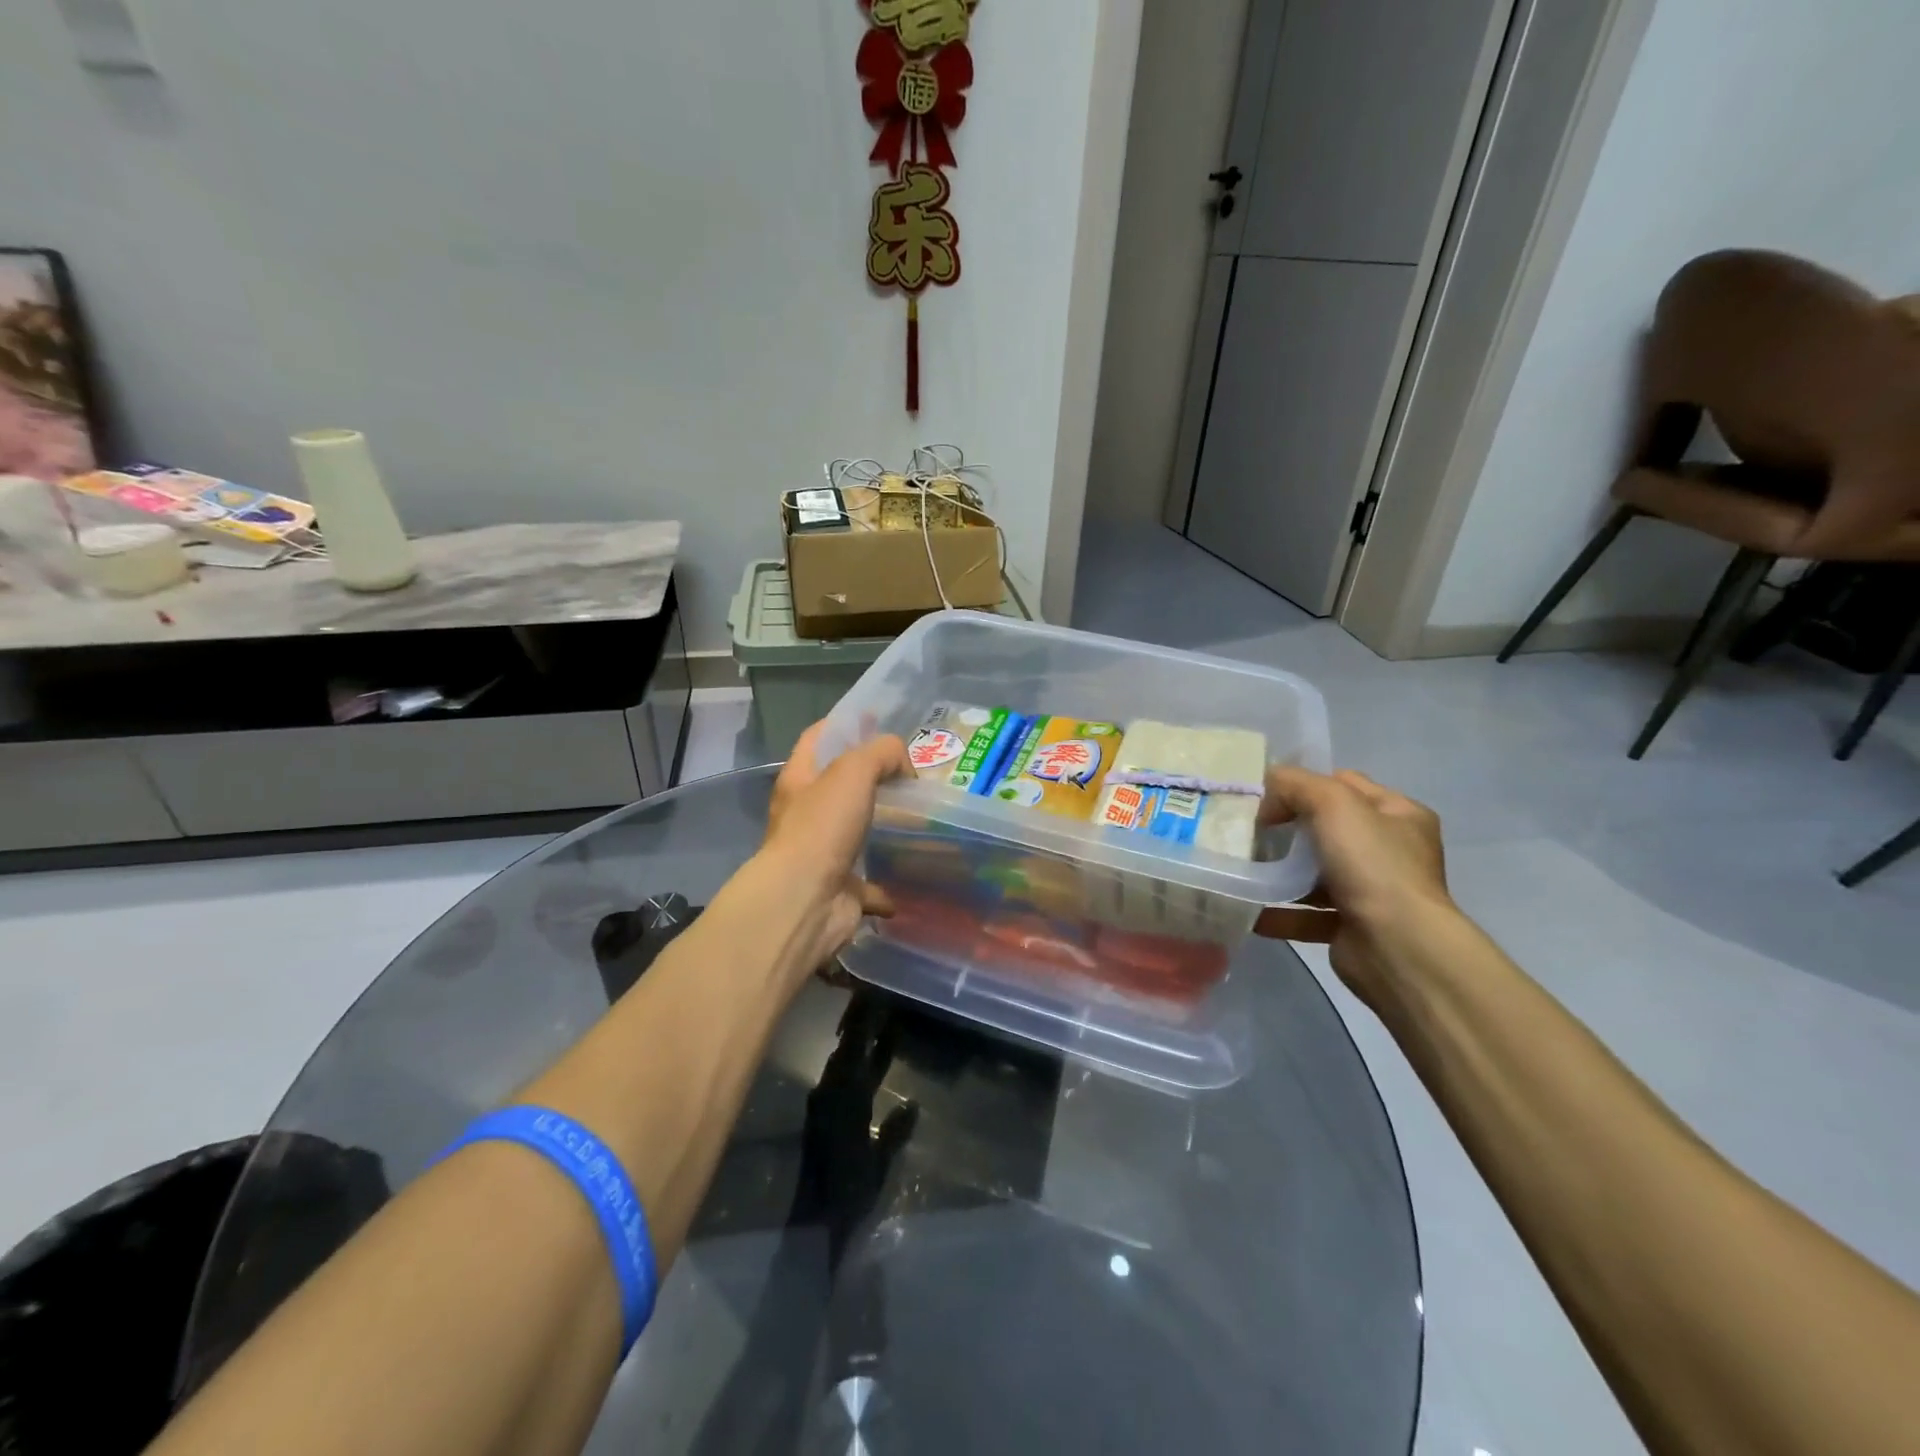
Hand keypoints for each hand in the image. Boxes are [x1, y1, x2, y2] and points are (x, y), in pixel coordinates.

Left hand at [732, 722, 913, 988]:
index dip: (843, 724)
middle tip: (909, 771)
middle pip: (838, 787)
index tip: (875, 719)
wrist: (806, 900)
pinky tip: (911, 877)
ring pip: (854, 834)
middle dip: (870, 778)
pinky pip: (867, 884)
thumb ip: (881, 753)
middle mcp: (806, 815)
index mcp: (800, 780)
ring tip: (918, 817)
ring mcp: (822, 854)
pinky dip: (886, 884)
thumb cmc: (823, 827)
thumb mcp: (853, 771)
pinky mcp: (840, 889)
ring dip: (880, 828)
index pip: (817, 738)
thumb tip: (904, 766)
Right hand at [1253, 767, 1453, 1007]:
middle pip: (1327, 829)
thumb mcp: (1333, 803)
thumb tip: (1266, 791)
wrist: (1397, 947)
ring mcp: (1374, 892)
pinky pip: (1307, 915)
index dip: (1304, 785)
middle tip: (1250, 831)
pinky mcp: (1353, 928)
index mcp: (1399, 815)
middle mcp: (1391, 852)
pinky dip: (1279, 912)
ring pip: (1315, 874)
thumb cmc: (1372, 864)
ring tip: (1242, 868)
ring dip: (1280, 872)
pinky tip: (1249, 906)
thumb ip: (1295, 784)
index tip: (1264, 796)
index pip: (1345, 785)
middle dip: (1288, 830)